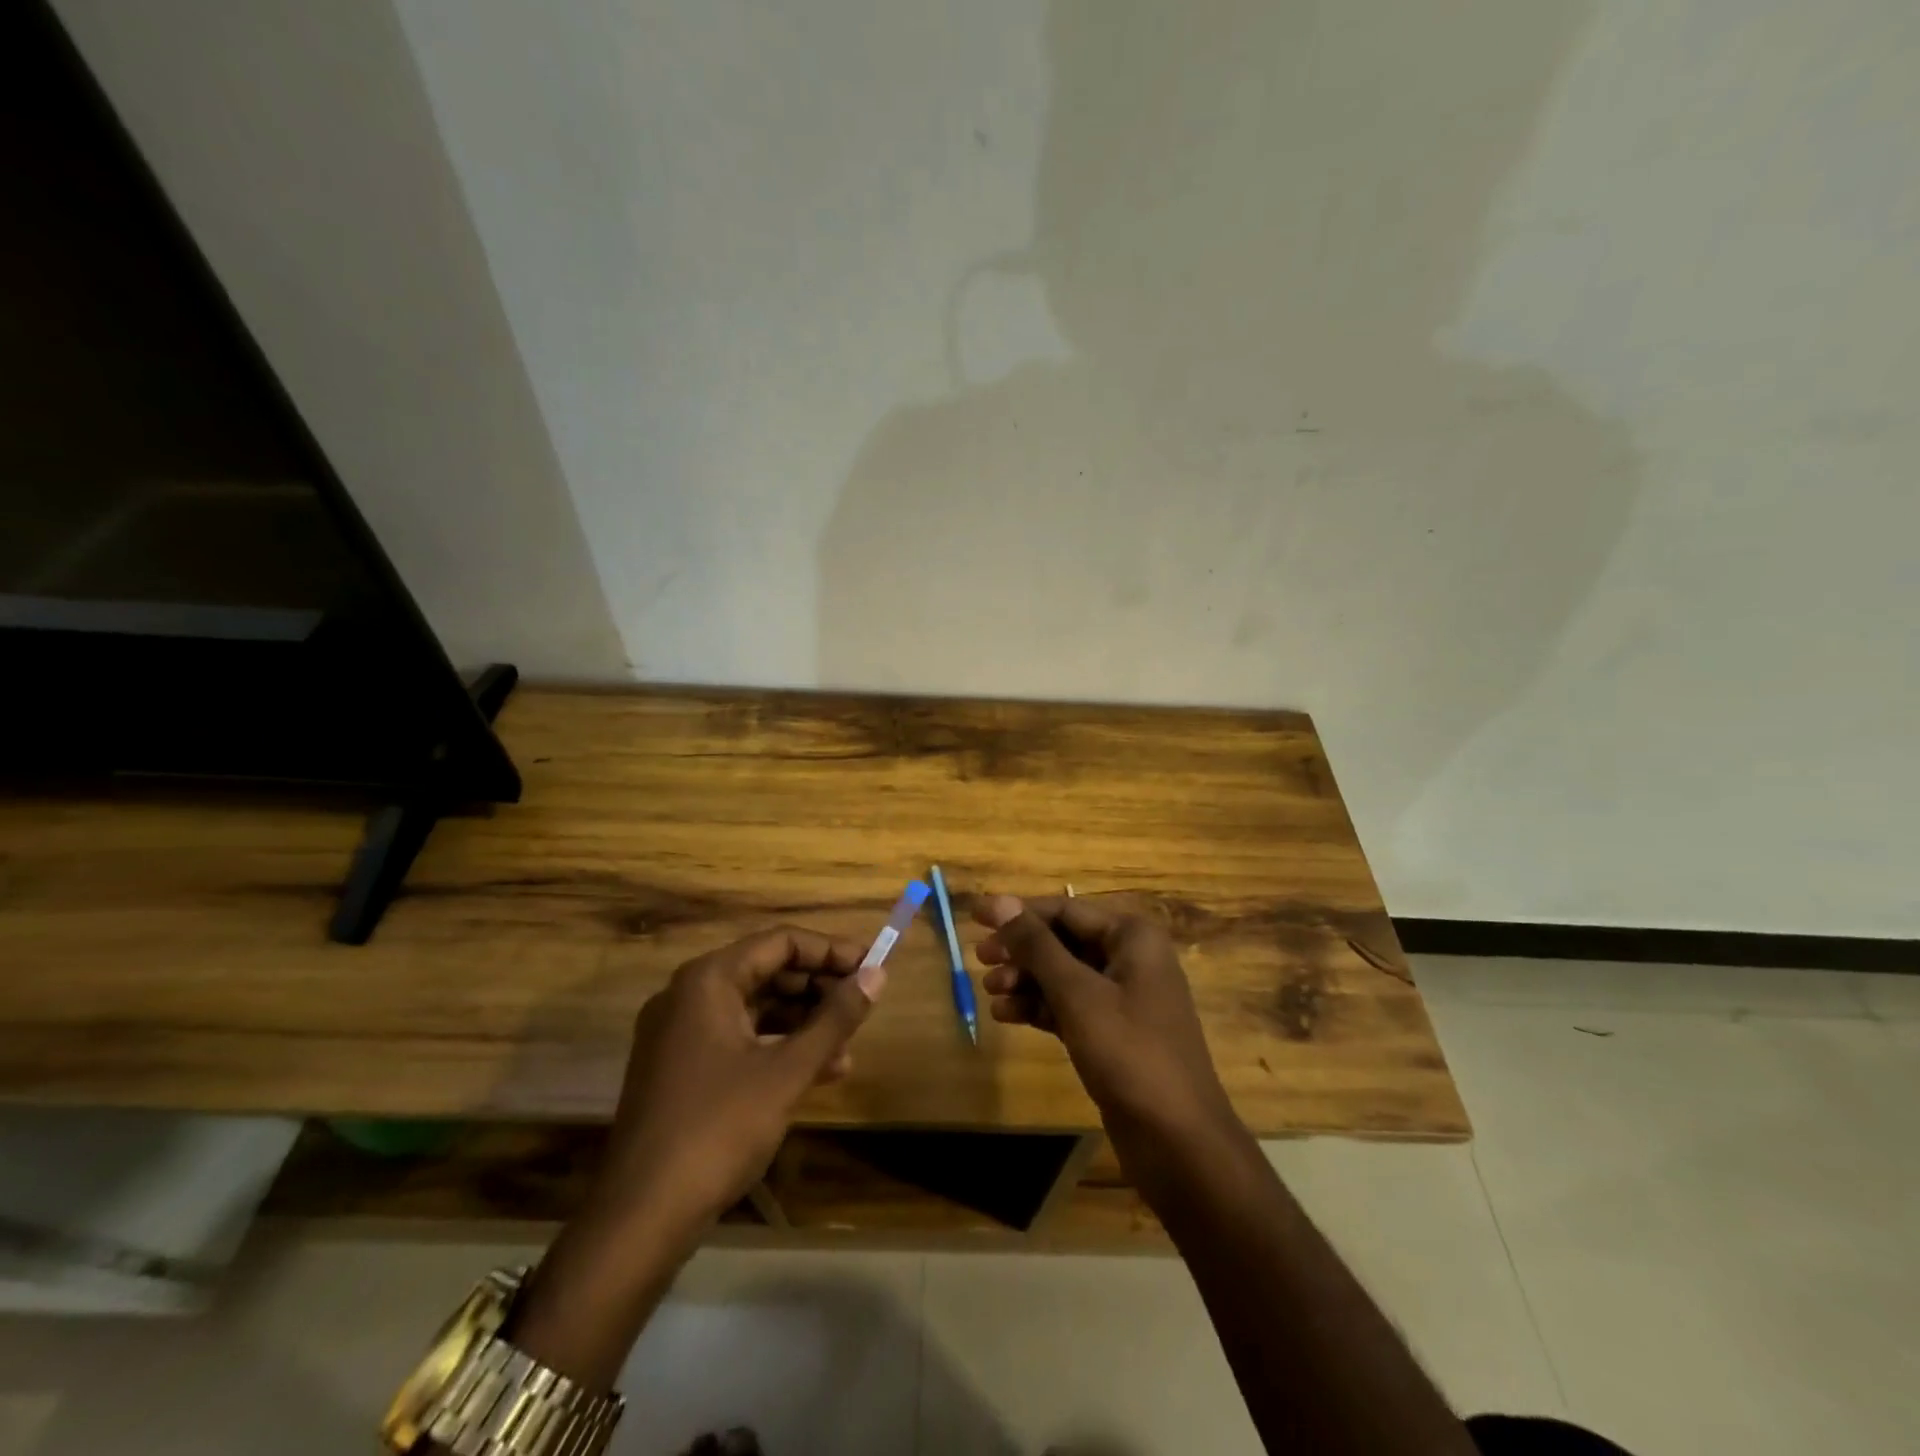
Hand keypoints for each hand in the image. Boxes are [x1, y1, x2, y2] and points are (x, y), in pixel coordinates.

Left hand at [504, 925, 882, 1393]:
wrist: (641, 1219)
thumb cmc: (718, 1129)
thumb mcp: (787, 1071)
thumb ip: (835, 1018)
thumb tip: (878, 974)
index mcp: (708, 981)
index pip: (780, 942)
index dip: (830, 951)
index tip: (872, 967)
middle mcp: (689, 995)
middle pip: (767, 971)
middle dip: (818, 988)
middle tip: (862, 1006)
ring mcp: (680, 1033)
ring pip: (755, 1007)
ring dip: (803, 1022)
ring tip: (848, 1046)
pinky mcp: (680, 1068)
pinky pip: (739, 1038)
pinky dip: (778, 1047)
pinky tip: (819, 1071)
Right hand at [975, 894, 1236, 1153]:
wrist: (1178, 1141)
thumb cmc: (1129, 1053)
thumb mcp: (1077, 994)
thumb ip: (1036, 946)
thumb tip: (999, 901)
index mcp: (1132, 937)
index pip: (1065, 910)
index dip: (1018, 912)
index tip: (975, 917)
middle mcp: (1130, 958)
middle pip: (1063, 940)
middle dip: (1021, 950)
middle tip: (980, 959)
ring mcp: (1124, 998)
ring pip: (1064, 975)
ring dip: (1026, 980)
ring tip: (991, 992)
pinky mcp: (1114, 1033)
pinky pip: (1070, 1006)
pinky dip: (1040, 1007)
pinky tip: (1007, 1015)